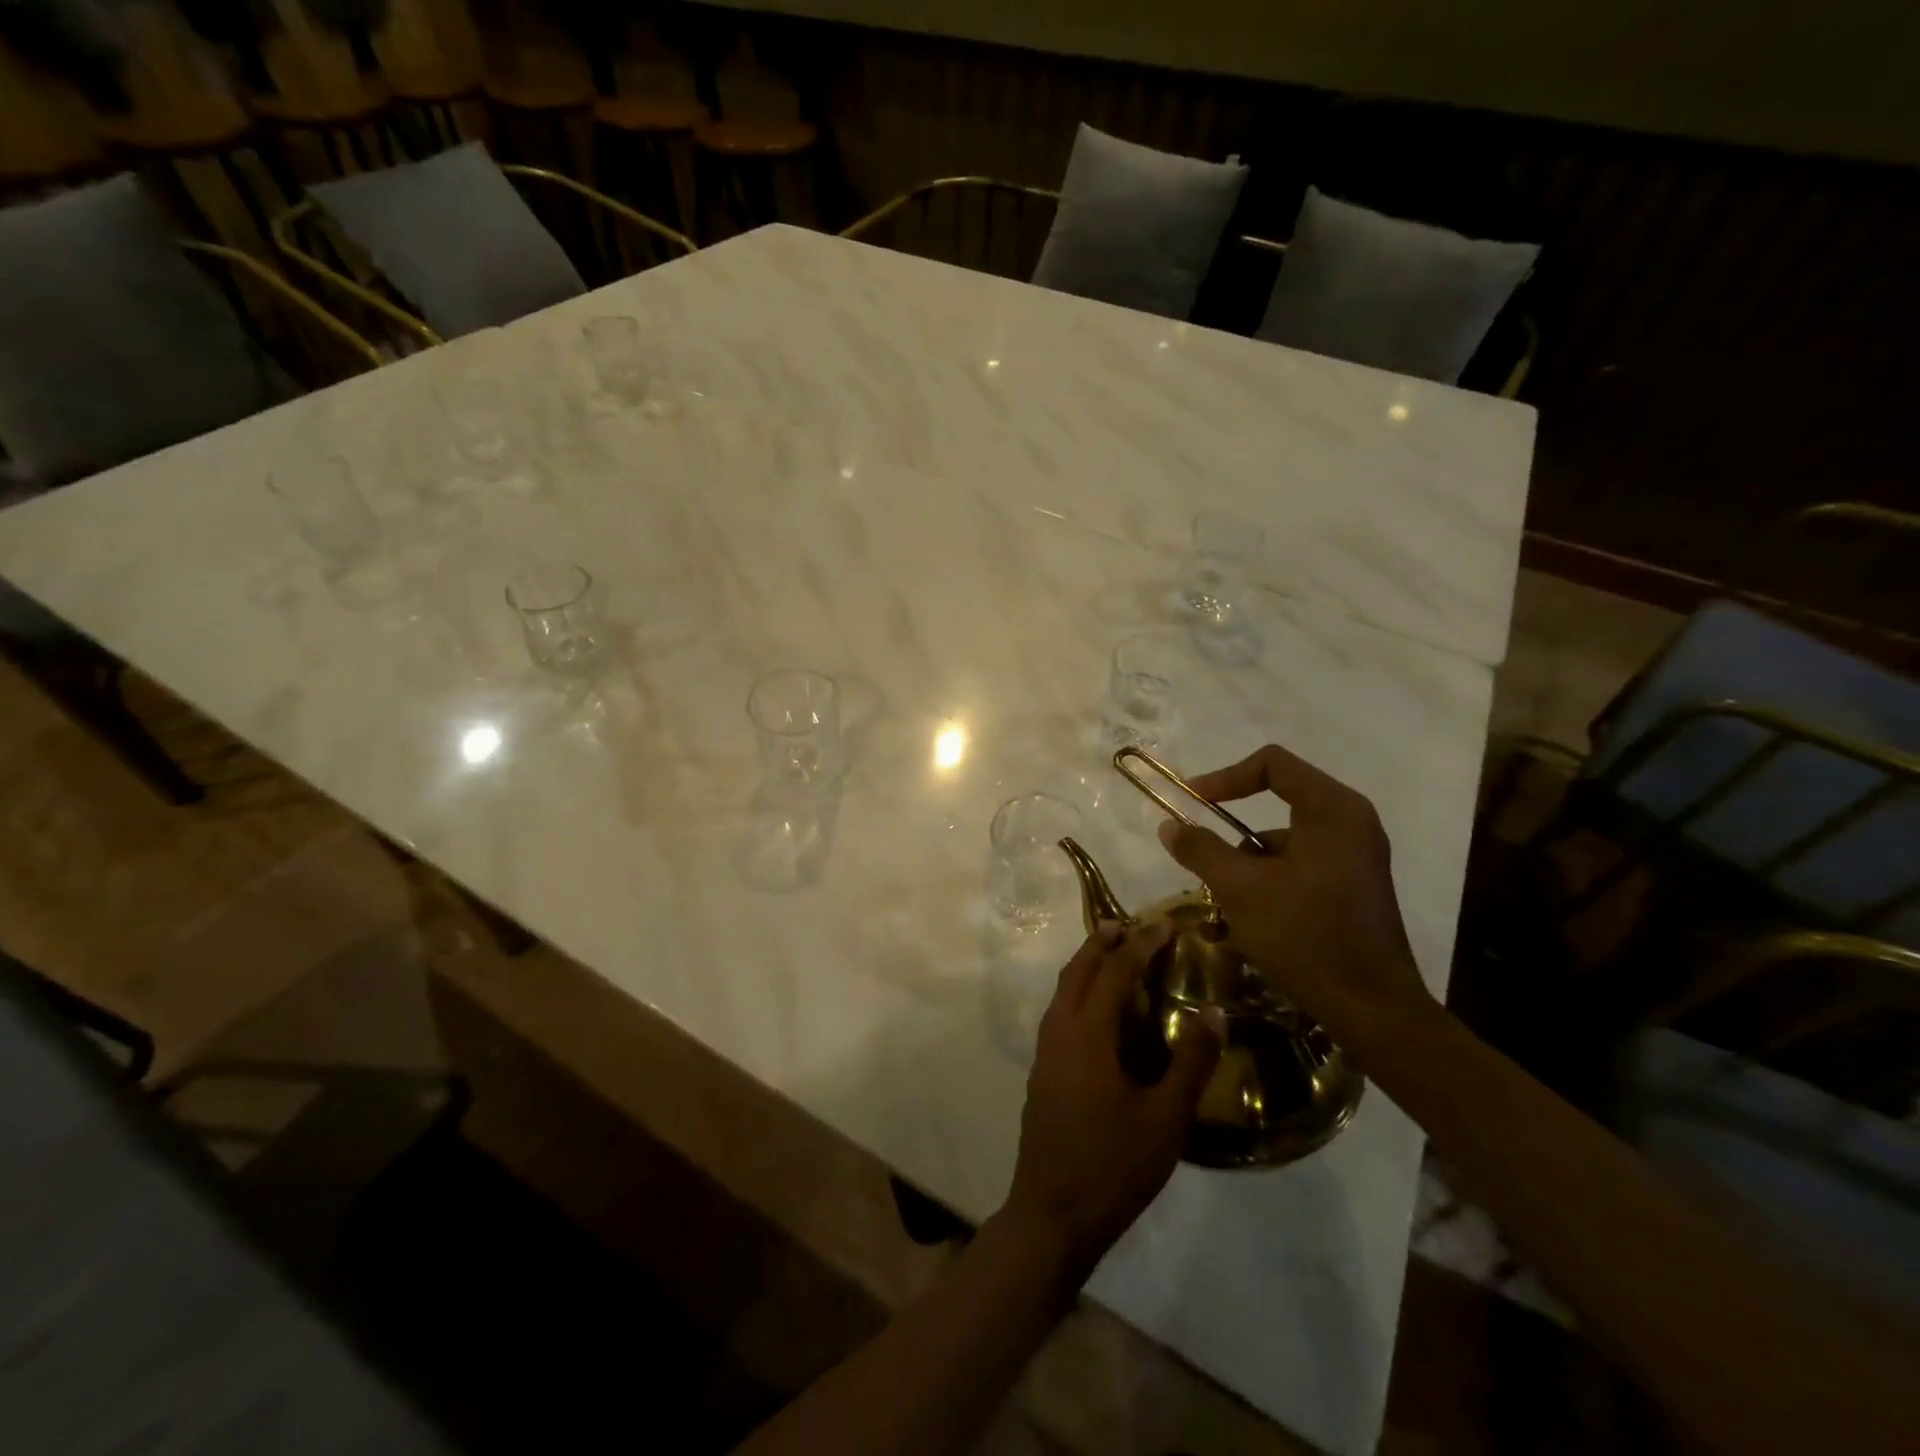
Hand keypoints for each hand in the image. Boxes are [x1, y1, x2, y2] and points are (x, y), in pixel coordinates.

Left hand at [1003, 922, 1221, 1279]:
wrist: (1052, 1214)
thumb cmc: (1113, 1165)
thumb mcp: (1165, 1118)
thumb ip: (1190, 1063)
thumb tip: (1214, 1013)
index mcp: (1087, 1033)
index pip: (1115, 972)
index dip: (1141, 945)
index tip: (1164, 925)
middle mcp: (1059, 1030)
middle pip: (1079, 970)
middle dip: (1102, 942)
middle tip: (1130, 925)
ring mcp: (1045, 1051)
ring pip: (1064, 990)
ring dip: (1087, 965)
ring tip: (1113, 954)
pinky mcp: (1042, 1071)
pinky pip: (1060, 1011)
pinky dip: (1079, 991)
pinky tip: (1098, 1011)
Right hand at [1156, 743, 1435, 1059]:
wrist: (1372, 1009)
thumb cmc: (1305, 936)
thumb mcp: (1240, 889)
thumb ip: (1200, 849)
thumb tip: (1169, 824)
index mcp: (1331, 809)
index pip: (1272, 764)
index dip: (1225, 776)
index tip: (1193, 802)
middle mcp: (1351, 821)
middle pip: (1278, 800)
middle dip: (1234, 829)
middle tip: (1206, 855)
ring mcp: (1358, 854)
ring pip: (1286, 837)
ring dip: (1250, 861)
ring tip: (1228, 902)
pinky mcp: (1356, 883)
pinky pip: (1303, 862)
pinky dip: (1272, 879)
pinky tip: (1255, 918)